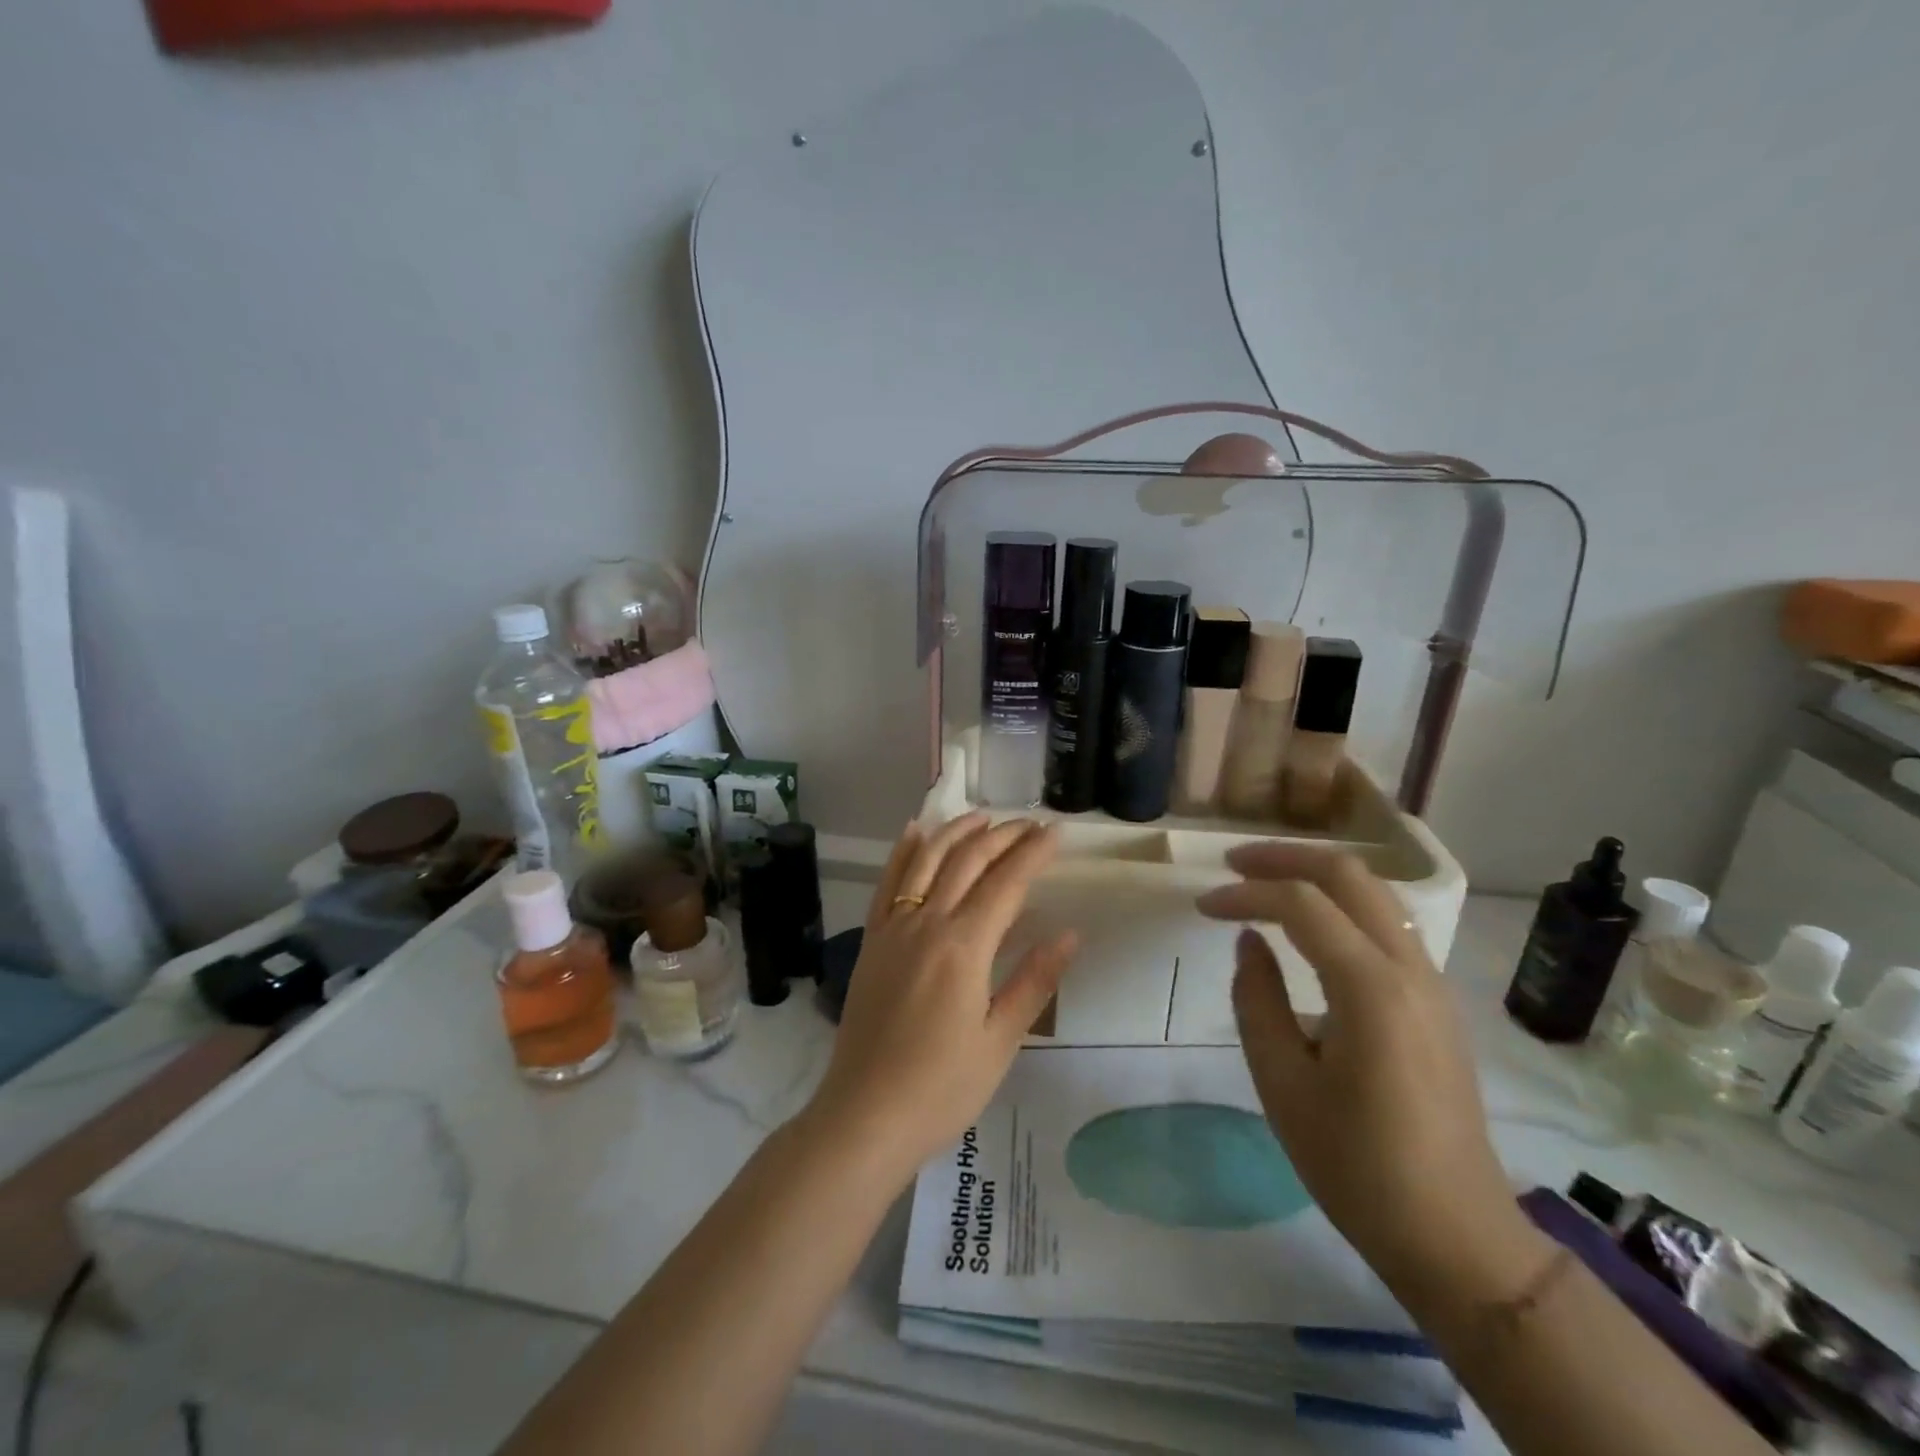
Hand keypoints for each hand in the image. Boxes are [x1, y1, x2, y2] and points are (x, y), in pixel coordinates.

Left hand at [804, 813, 1078, 1177]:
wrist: (864, 1115)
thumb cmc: (941, 1087)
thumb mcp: (1000, 1041)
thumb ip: (1034, 981)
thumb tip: (1069, 934)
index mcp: (964, 946)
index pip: (1006, 883)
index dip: (1033, 853)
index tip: (1055, 832)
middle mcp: (926, 923)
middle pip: (967, 862)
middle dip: (1001, 837)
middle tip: (1029, 825)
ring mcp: (893, 929)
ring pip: (925, 861)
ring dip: (954, 833)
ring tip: (981, 818)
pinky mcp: (872, 941)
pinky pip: (887, 883)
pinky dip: (903, 852)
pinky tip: (914, 832)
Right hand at [1197, 844, 1524, 1287]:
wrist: (1456, 1235)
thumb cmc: (1356, 1165)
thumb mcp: (1282, 1084)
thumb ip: (1256, 1000)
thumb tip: (1251, 941)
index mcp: (1370, 989)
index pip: (1300, 904)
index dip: (1244, 893)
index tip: (1202, 906)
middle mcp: (1410, 969)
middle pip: (1349, 874)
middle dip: (1286, 857)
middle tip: (1233, 863)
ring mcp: (1432, 982)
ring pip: (1375, 892)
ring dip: (1316, 875)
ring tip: (1264, 881)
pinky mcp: (1436, 1001)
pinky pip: (1387, 924)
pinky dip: (1341, 904)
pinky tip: (1309, 925)